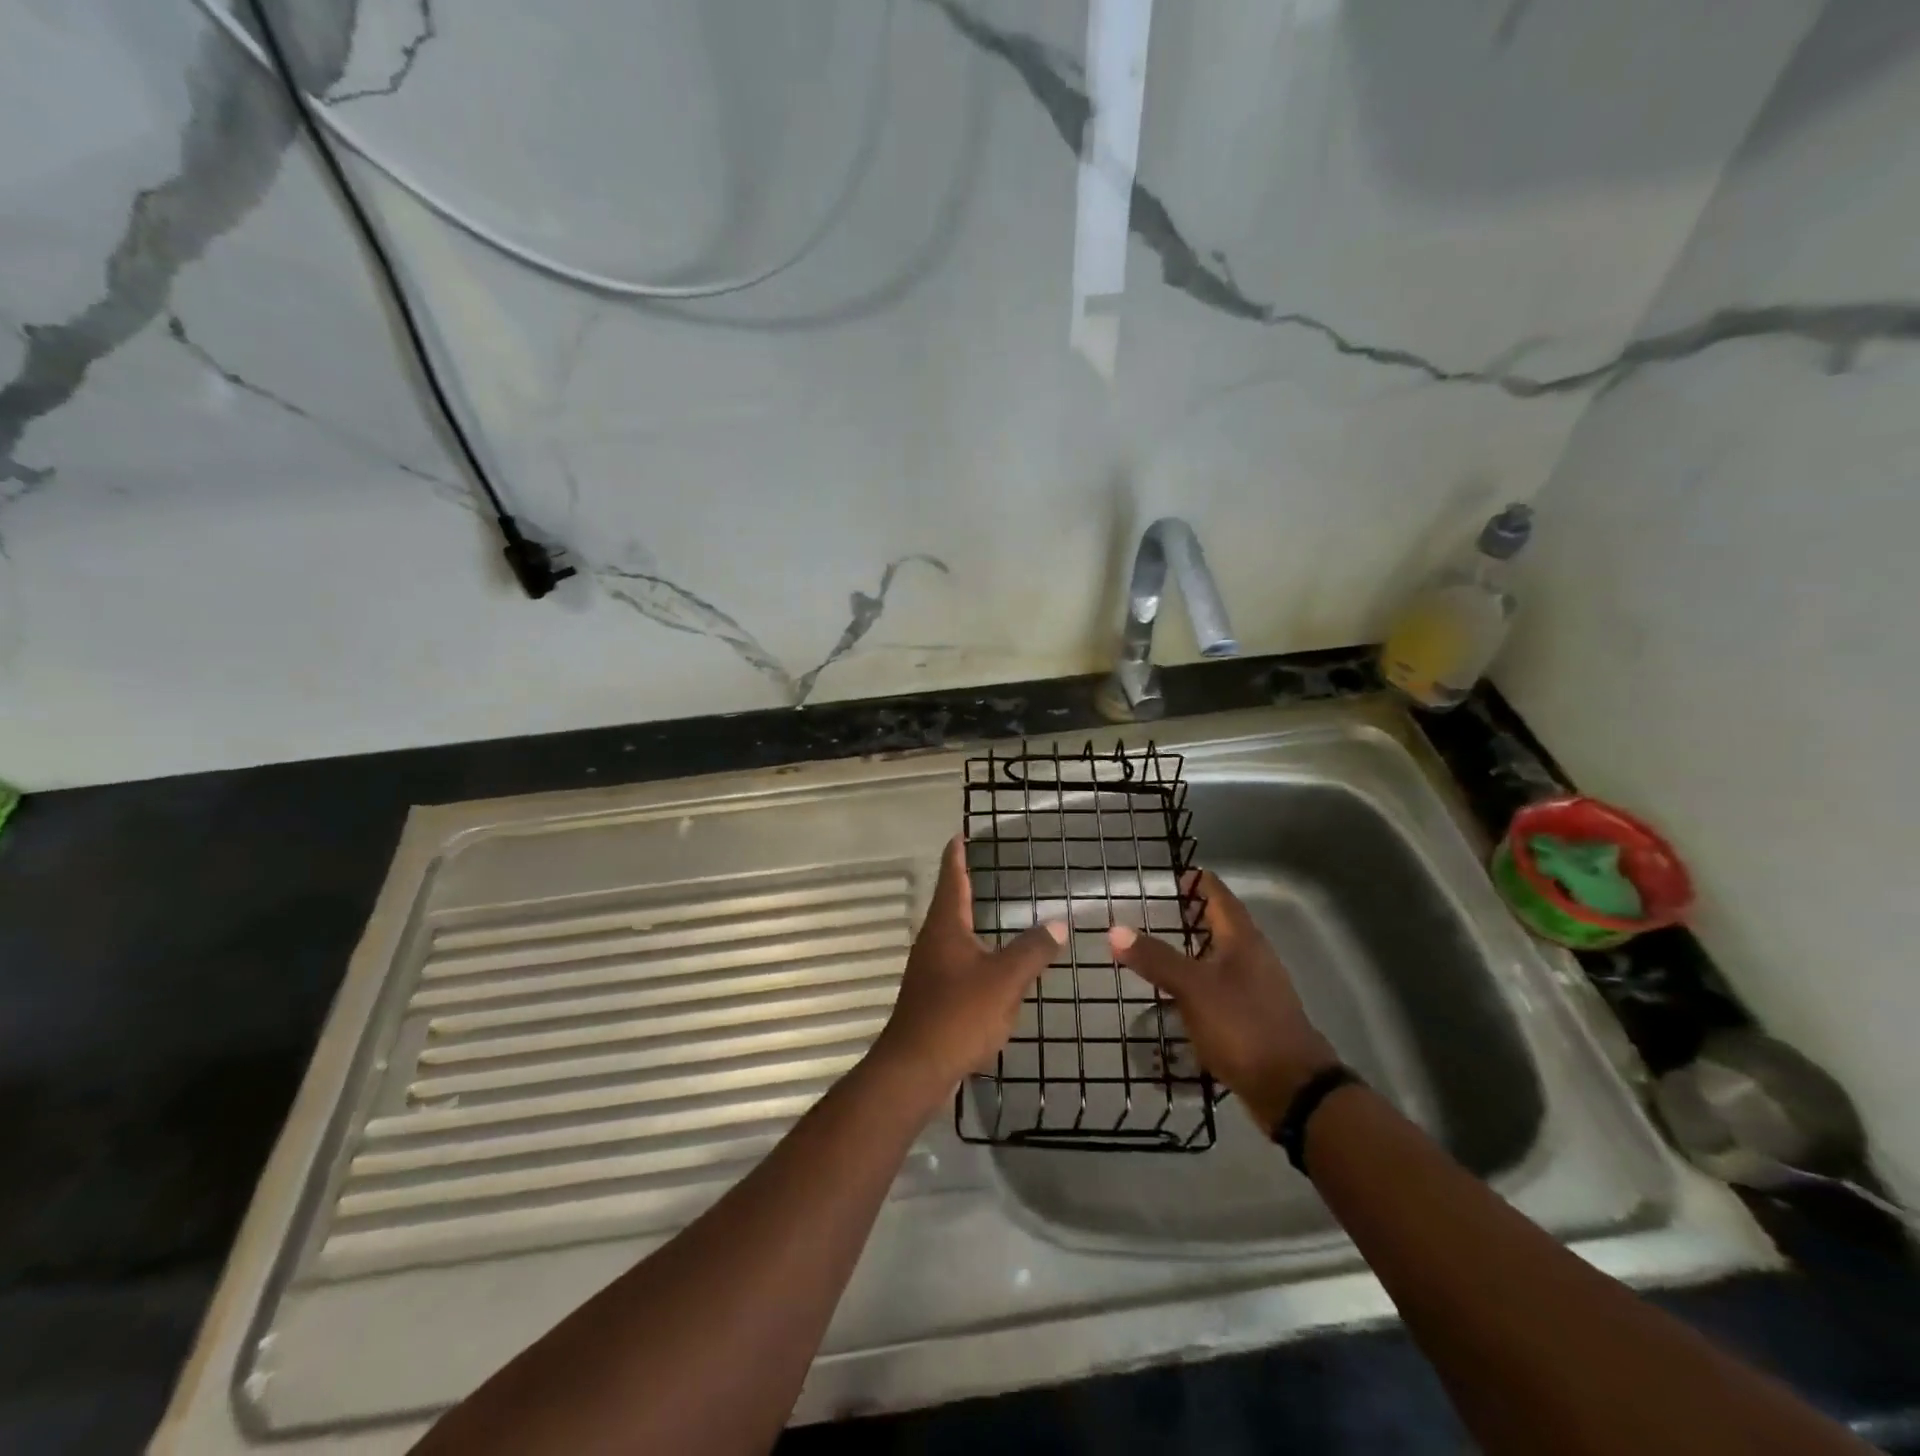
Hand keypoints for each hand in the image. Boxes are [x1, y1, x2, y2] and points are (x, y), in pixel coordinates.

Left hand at [868, 837, 1066, 1104]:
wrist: (914, 1068)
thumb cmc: (958, 1015)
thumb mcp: (1004, 980)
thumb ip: (1033, 950)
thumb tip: (1059, 923)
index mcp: (945, 927)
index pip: (952, 879)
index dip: (956, 856)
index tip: (958, 835)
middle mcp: (931, 941)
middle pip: (948, 904)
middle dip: (963, 886)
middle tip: (981, 868)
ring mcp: (928, 970)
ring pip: (951, 936)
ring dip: (968, 921)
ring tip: (989, 913)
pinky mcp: (930, 996)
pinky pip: (955, 964)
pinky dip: (973, 955)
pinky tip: (988, 969)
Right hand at [1107, 870, 1336, 1129]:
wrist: (1292, 1089)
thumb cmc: (1242, 1026)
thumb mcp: (1193, 989)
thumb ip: (1155, 958)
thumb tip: (1115, 930)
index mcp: (1243, 940)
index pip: (1221, 897)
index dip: (1200, 883)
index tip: (1178, 873)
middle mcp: (1255, 958)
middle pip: (1226, 924)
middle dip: (1198, 914)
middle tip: (1167, 907)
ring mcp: (1258, 989)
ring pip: (1226, 956)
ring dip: (1200, 947)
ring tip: (1169, 947)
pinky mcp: (1255, 1018)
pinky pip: (1225, 986)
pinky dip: (1204, 979)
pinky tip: (1184, 994)